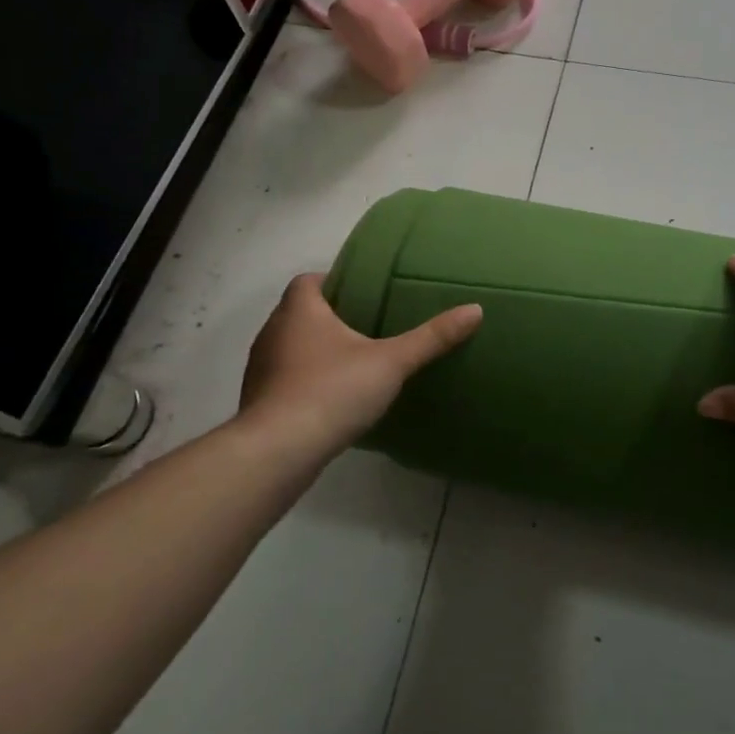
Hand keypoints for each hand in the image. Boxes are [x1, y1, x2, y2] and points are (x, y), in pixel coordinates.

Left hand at [239, 273, 481, 461]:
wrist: (277, 453)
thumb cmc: (331, 391)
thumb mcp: (391, 362)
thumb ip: (432, 337)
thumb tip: (475, 310)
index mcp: (299, 311)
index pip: (309, 280)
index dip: (334, 282)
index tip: (364, 293)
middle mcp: (273, 332)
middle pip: (301, 313)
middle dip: (331, 317)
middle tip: (369, 327)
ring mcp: (261, 369)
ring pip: (291, 347)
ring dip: (316, 351)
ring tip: (354, 363)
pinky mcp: (258, 403)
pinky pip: (285, 379)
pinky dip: (305, 381)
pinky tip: (332, 399)